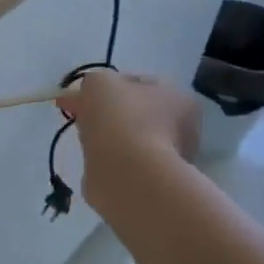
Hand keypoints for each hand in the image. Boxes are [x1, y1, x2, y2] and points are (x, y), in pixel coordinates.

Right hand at [58, 72, 199, 203]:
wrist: (127, 173)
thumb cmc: (119, 119)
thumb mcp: (99, 82)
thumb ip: (94, 81)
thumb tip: (87, 95)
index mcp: (177, 96)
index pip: (138, 83)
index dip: (107, 87)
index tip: (80, 96)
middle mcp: (182, 126)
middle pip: (136, 112)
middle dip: (109, 113)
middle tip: (81, 118)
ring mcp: (169, 157)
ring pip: (129, 139)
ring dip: (109, 138)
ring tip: (88, 143)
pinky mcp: (152, 181)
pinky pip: (125, 163)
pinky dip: (109, 161)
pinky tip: (97, 162)